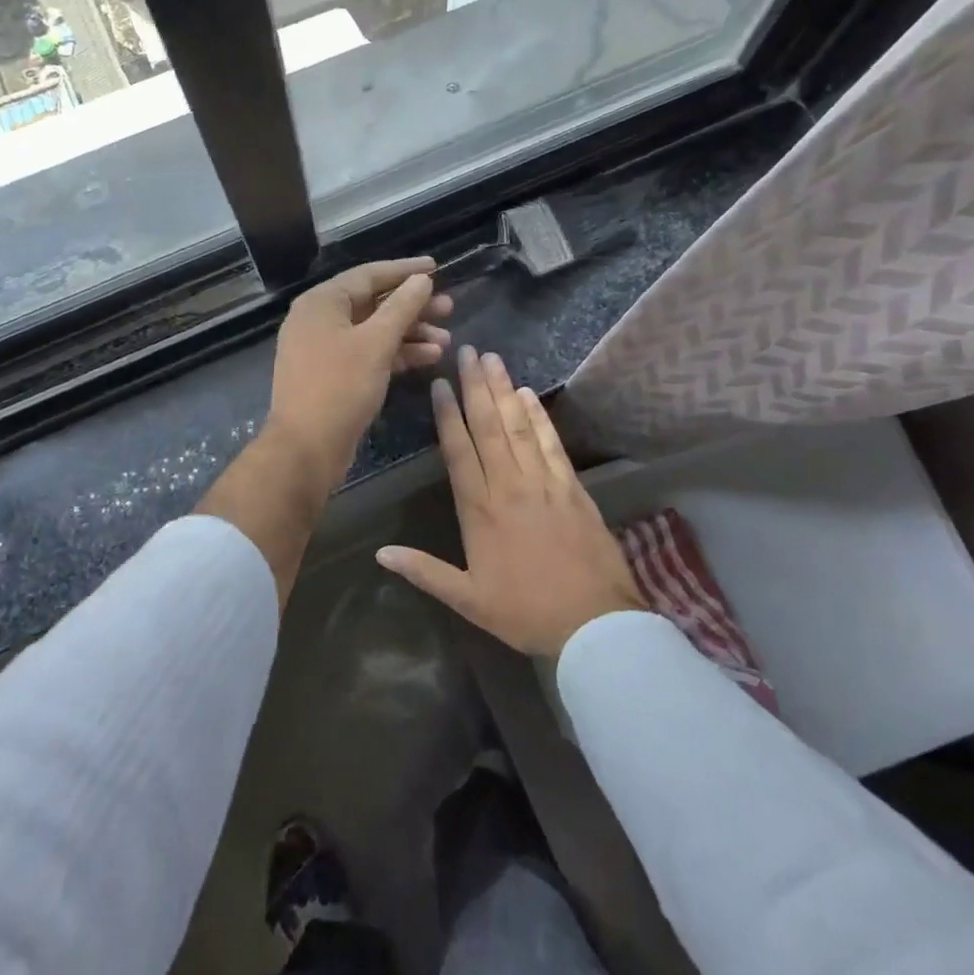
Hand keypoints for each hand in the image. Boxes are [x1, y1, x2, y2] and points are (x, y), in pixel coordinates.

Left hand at [264, 258, 453, 494]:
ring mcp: (324, 349)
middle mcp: (319, 320)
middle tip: (449, 308)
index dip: (404, 271)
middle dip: (412, 307)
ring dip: (410, 333)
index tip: (436, 268)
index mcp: (322, 303)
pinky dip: (396, 354)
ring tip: (447, 340)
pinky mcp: (333, 375)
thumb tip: (422, 279)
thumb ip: (402, 307)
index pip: (368, 275)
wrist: (306, 448)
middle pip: (373, 303)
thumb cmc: (340, 387)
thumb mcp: (376, 343)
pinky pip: (368, 353)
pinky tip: (429, 358)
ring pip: (373, 331)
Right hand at [376, 347, 644, 655]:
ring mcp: (544, 483)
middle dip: (475, 386)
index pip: (458, 451)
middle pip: (489, 427)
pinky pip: (552, 444)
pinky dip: (540, 417)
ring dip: (504, 390)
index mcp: (480, 510)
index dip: (447, 415)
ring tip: (493, 359)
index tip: (439, 384)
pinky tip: (529, 395)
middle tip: (468, 351)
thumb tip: (380, 553)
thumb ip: (423, 571)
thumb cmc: (525, 613)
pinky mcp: (572, 487)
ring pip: (519, 427)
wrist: (593, 623)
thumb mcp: (467, 599)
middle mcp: (510, 486)